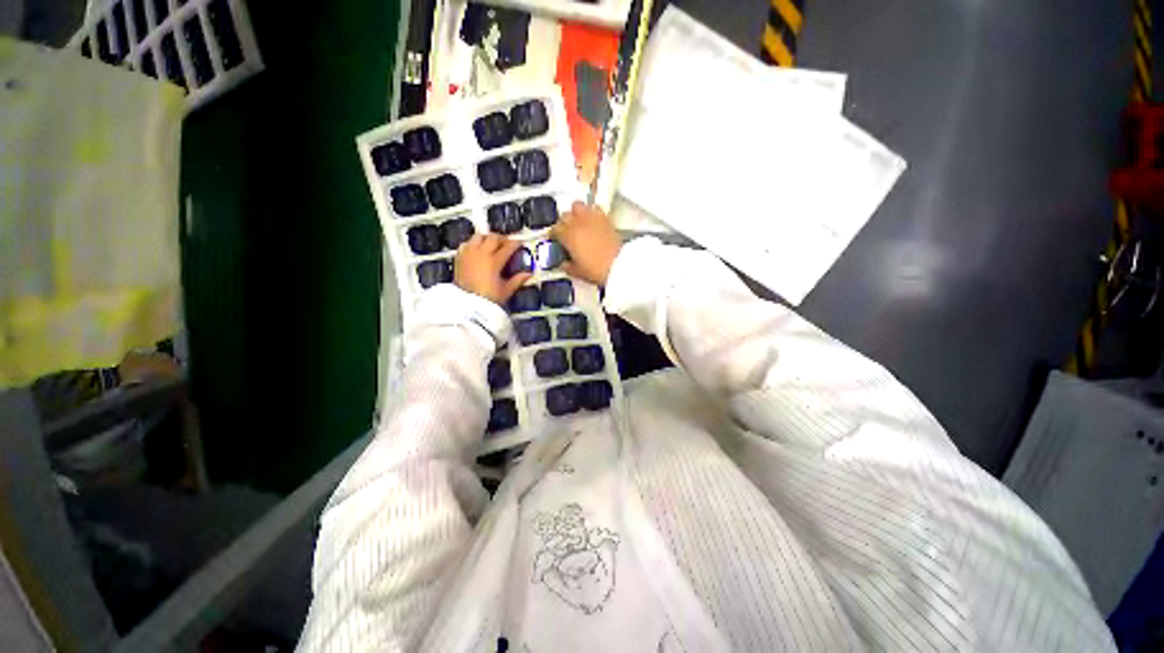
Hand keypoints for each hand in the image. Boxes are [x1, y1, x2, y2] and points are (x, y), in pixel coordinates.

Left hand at [454, 234, 531, 304]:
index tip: (520, 242)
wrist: (467, 306)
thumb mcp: (506, 290)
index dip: (516, 243)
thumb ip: (518, 280)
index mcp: (494, 261)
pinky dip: (474, 243)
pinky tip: (477, 249)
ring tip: (492, 243)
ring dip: (487, 238)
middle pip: (493, 237)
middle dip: (502, 238)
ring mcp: (469, 254)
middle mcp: (481, 254)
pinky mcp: (459, 258)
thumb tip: (528, 274)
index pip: (508, 246)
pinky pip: (467, 243)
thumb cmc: (488, 299)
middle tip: (507, 242)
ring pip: (479, 236)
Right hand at [550, 202, 621, 285]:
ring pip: (577, 205)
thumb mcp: (577, 272)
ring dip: (575, 212)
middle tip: (565, 232)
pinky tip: (591, 220)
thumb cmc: (597, 269)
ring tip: (577, 221)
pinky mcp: (604, 218)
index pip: (554, 230)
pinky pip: (594, 208)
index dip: (553, 235)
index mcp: (568, 236)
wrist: (618, 265)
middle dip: (563, 223)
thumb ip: (566, 265)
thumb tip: (563, 263)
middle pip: (564, 215)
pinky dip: (590, 211)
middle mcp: (578, 223)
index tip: (555, 239)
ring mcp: (591, 219)